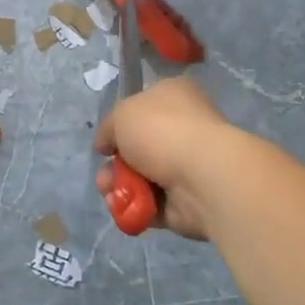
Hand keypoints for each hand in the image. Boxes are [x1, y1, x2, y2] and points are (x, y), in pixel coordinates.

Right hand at [94, 76, 235, 239]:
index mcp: (176, 96)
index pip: (145, 105)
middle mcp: (185, 128)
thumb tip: (107, 144)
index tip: (107, 140)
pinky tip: (124, 207)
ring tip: (110, 192)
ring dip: (120, 187)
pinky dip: (135, 207)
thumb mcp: (121, 114)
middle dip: (116, 164)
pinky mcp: (188, 200)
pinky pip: (152, 203)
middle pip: (140, 147)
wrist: (201, 175)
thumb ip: (109, 128)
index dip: (122, 123)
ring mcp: (188, 166)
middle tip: (104, 174)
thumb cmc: (162, 130)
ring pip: (143, 177)